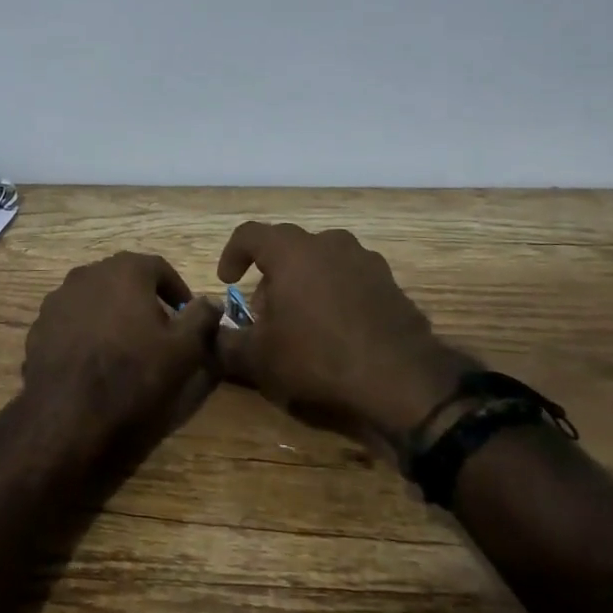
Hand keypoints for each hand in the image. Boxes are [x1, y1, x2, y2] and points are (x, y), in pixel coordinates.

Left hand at [21, 252, 223, 456]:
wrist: (68, 414)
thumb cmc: (133, 374)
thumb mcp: (184, 349)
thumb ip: (201, 318)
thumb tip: (211, 301)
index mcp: (124, 270)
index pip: (159, 267)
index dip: (177, 291)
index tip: (187, 315)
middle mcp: (88, 273)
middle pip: (124, 279)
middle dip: (144, 299)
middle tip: (160, 331)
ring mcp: (58, 298)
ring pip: (96, 298)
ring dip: (114, 313)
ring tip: (126, 346)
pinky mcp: (40, 325)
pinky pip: (73, 320)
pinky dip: (88, 331)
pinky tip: (95, 360)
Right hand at [216, 222, 475, 467]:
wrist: (400, 378)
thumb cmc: (316, 356)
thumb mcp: (258, 358)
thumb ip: (227, 343)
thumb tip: (212, 335)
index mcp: (290, 250)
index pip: (249, 234)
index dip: (232, 254)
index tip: (227, 280)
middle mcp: (328, 243)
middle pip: (288, 248)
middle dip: (270, 276)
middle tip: (265, 313)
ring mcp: (365, 260)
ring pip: (322, 262)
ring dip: (305, 283)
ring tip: (302, 321)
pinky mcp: (390, 283)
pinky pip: (351, 280)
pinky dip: (336, 296)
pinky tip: (337, 331)